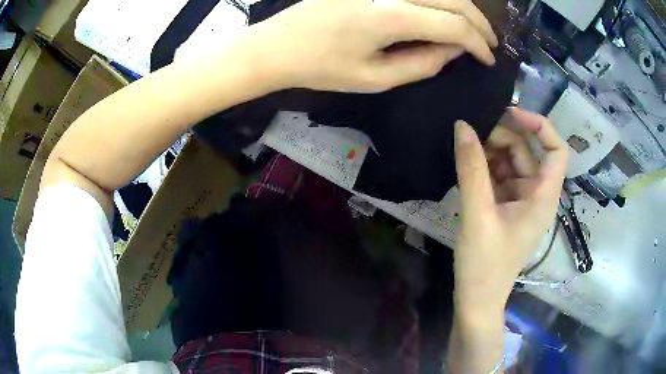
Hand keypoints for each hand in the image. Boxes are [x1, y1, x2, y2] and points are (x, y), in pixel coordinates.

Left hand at [244, 0, 497, 92]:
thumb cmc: (321, 67)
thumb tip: (453, 51)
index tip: (489, 60)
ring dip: (462, 7)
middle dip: (479, 23)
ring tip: (473, 29)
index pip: (455, 24)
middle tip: (489, 44)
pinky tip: (444, 12)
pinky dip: (439, 0)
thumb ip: (422, 64)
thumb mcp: (375, 79)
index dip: (478, 44)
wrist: (278, 44)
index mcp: (392, 15)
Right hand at [452, 108, 568, 313]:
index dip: (540, 126)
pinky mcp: (506, 206)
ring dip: (491, 150)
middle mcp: (537, 194)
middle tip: (473, 131)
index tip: (510, 114)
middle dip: (504, 137)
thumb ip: (471, 169)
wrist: (476, 299)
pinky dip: (485, 166)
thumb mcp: (478, 215)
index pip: (557, 150)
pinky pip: (500, 175)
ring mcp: (521, 200)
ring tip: (465, 147)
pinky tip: (467, 163)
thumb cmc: (484, 264)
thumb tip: (462, 126)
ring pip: (512, 162)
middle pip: (528, 151)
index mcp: (543, 197)